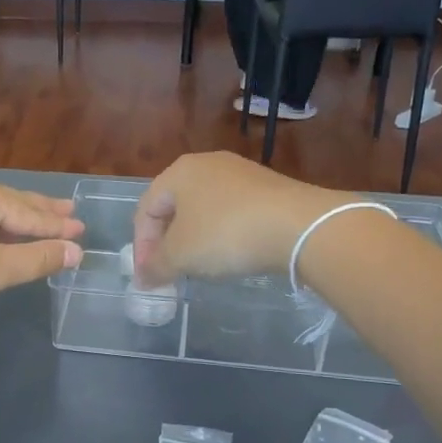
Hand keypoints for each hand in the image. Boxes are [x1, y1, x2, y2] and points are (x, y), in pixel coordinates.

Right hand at [131, 153, 343, 288]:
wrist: (300, 226)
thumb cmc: (226, 234)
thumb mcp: (181, 255)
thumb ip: (156, 267)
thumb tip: (144, 278)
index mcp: (179, 171)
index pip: (147, 209)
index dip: (142, 246)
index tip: (148, 276)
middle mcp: (207, 164)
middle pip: (175, 206)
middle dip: (167, 242)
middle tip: (169, 271)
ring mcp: (241, 173)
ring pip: (205, 209)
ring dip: (195, 239)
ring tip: (199, 267)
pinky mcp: (269, 188)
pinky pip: (233, 212)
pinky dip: (224, 234)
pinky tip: (232, 255)